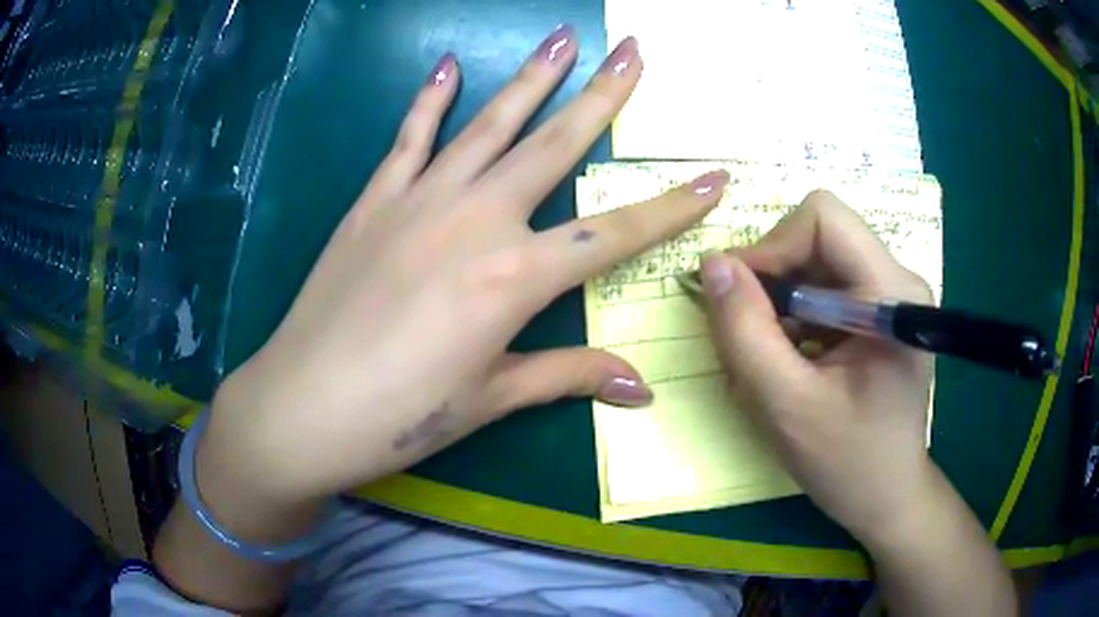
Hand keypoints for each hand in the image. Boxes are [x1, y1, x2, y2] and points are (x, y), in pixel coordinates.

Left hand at [203, 29, 729, 506]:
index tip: (714, 177)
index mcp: (513, 277)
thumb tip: (641, 388)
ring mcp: (419, 201)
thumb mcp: (490, 400)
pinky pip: (408, 138)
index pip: (615, 232)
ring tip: (561, 36)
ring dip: (530, 76)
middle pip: (555, 144)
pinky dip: (429, 100)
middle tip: (634, 50)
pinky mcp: (373, 202)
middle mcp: (474, 220)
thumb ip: (567, 377)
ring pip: (489, 123)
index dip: (672, 207)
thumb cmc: (400, 415)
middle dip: (603, 94)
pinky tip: (447, 65)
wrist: (303, 406)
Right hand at [701, 190, 933, 542]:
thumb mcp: (786, 405)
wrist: (887, 497)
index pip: (823, 218)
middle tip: (752, 334)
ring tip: (774, 356)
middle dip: (774, 277)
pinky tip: (795, 359)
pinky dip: (796, 314)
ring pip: (817, 260)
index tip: (740, 297)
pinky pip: (825, 286)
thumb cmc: (848, 463)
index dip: (772, 246)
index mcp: (890, 293)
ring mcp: (890, 295)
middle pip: (819, 236)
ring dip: (782, 300)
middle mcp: (897, 279)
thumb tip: (712, 264)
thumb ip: (745, 332)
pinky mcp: (880, 312)